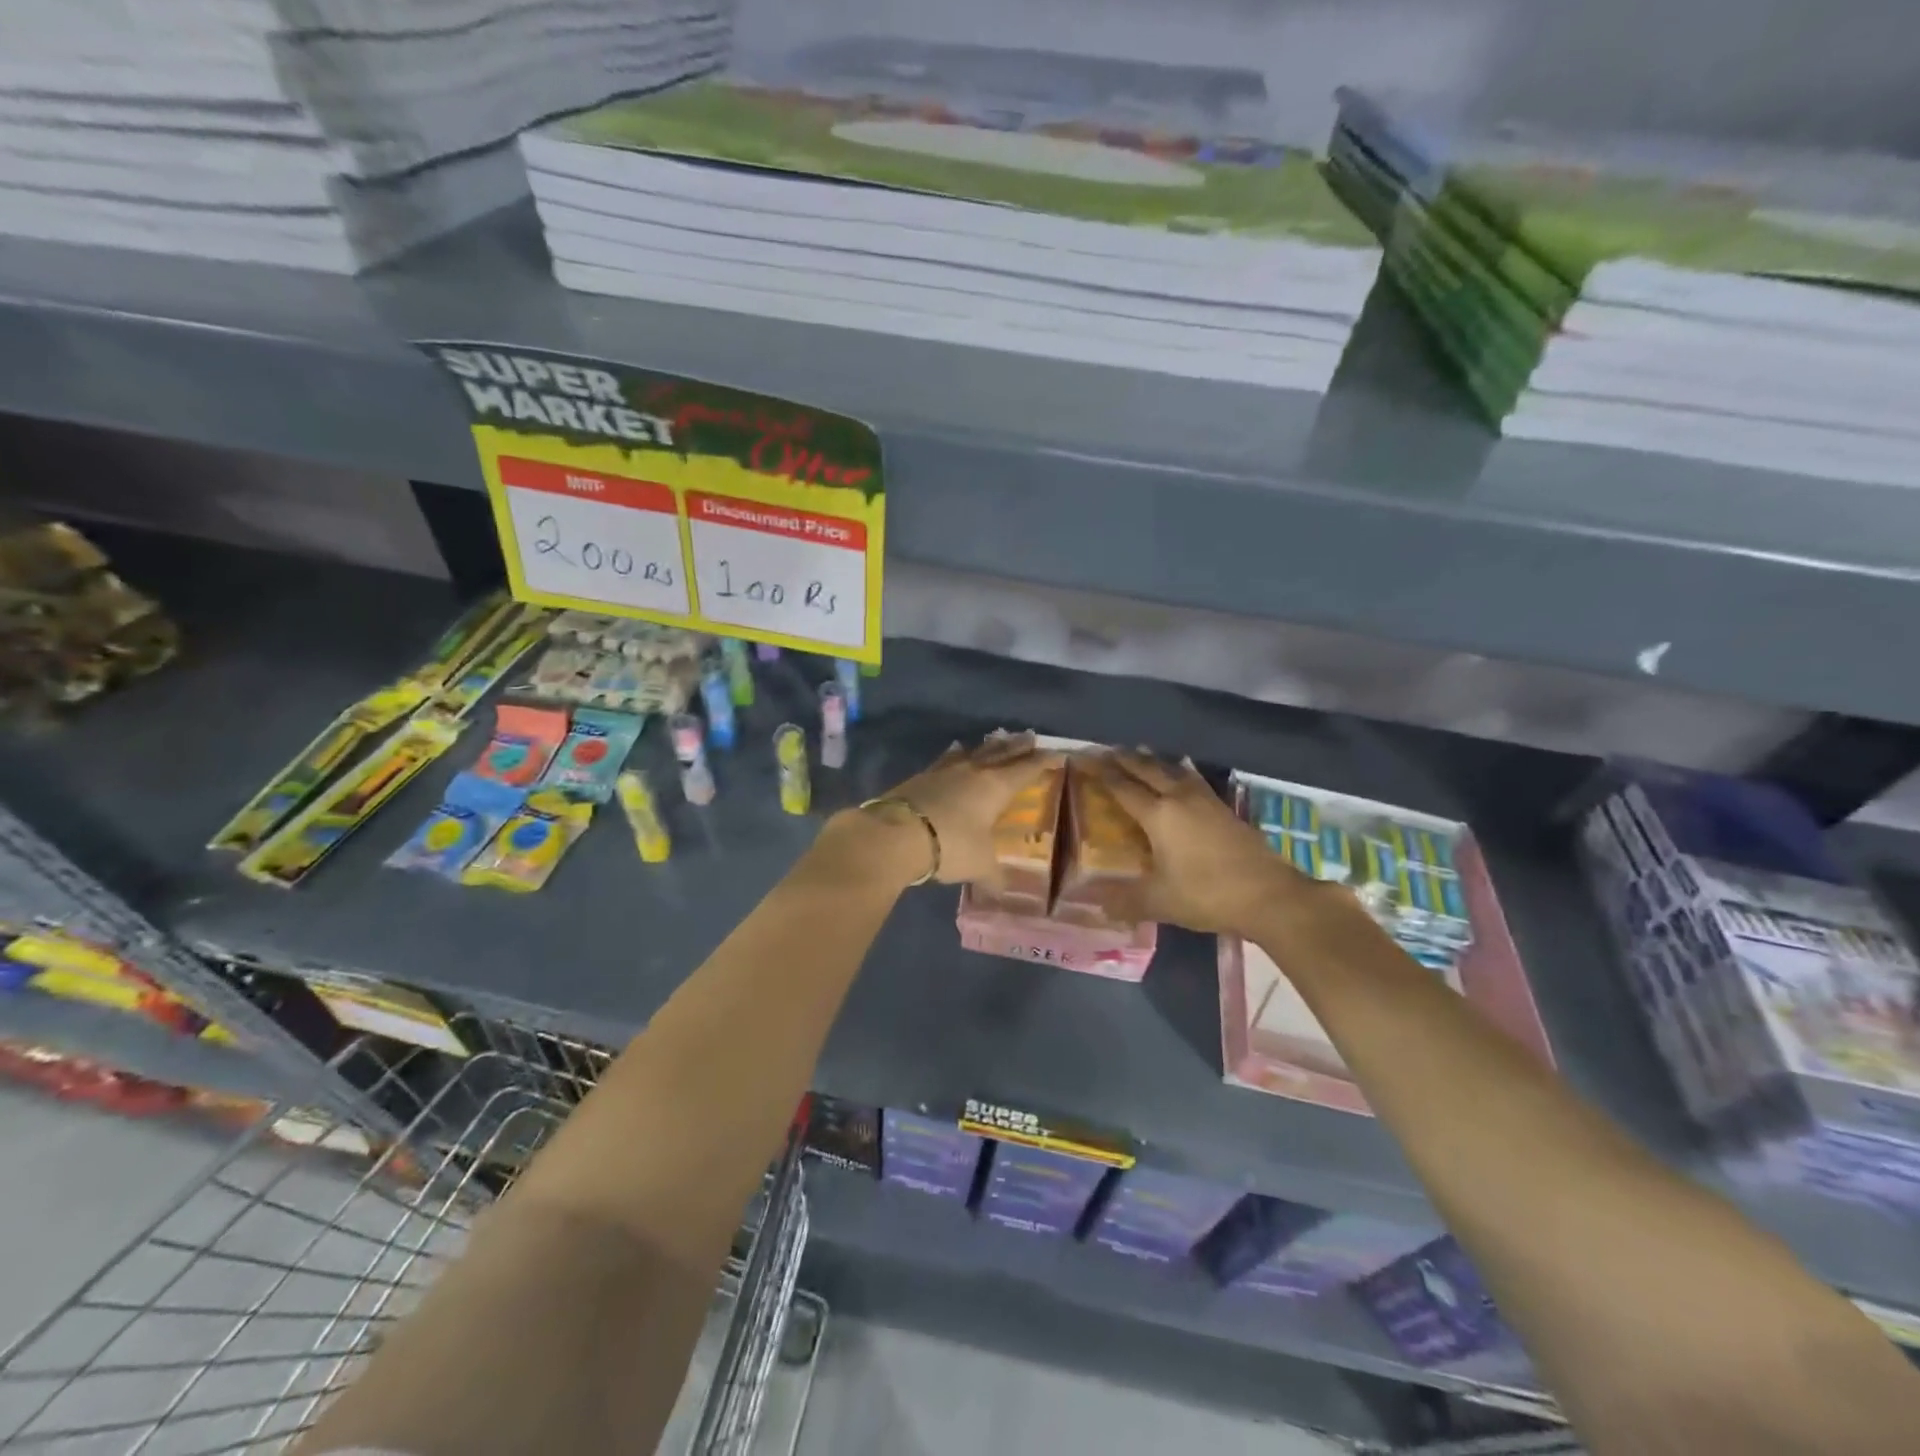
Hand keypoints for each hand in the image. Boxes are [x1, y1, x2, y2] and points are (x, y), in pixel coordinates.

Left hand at [889, 732, 1061, 885]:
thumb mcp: (979, 865)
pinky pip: (946, 759)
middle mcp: (973, 771)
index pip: (1027, 769)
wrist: (896, 834)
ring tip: (996, 739)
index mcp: (996, 786)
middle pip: (1001, 752)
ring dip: (988, 746)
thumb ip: (993, 876)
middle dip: (1018, 746)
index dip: (1044, 762)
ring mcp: (945, 770)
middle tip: (1030, 736)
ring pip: (974, 752)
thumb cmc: (950, 845)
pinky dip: (956, 755)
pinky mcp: (921, 776)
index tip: (1057, 754)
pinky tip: (955, 752)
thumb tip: (1001, 891)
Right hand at [1092, 750, 1301, 934]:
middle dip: (1127, 759)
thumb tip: (1097, 905)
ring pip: (1175, 771)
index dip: (1104, 774)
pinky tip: (1183, 778)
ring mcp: (1207, 802)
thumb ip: (1126, 901)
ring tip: (1143, 753)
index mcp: (1159, 815)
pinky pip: (1195, 781)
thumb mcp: (1160, 901)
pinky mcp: (1226, 811)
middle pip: (1149, 770)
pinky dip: (1180, 773)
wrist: (1269, 896)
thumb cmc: (1206, 894)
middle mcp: (1180, 799)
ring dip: (1156, 761)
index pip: (1124, 788)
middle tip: (1109, 750)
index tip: (1088, 760)